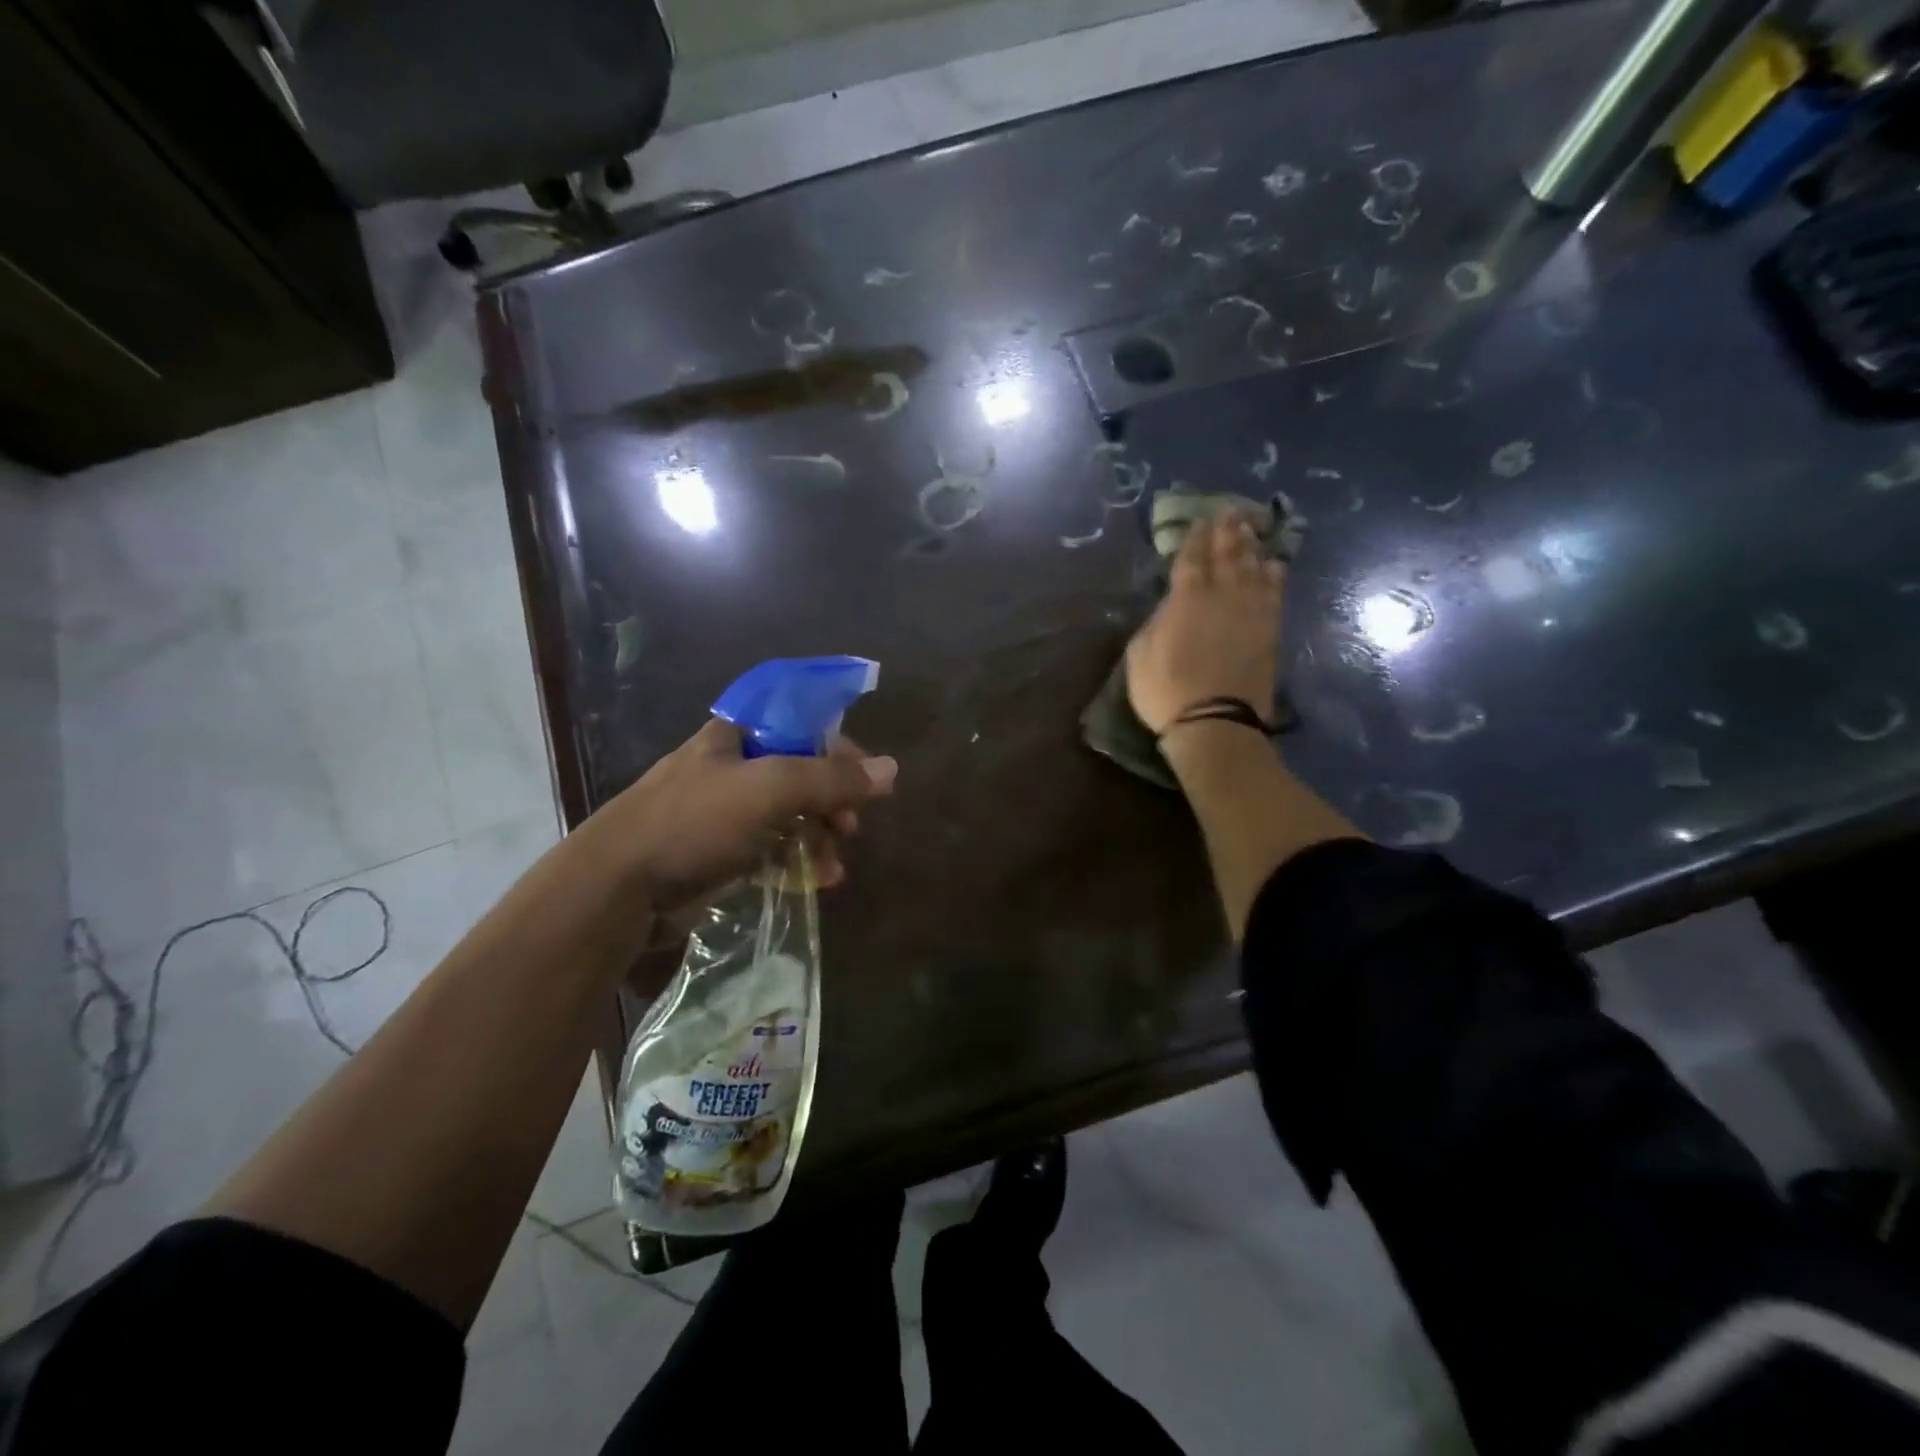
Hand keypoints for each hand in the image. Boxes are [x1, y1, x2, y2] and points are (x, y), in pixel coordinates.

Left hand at [594, 718, 897, 911]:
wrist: (616, 890)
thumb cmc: (694, 823)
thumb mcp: (770, 790)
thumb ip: (831, 778)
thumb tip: (891, 769)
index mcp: (734, 736)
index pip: (801, 725)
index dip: (838, 748)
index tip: (865, 779)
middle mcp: (729, 769)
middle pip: (799, 774)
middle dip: (832, 803)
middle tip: (850, 829)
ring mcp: (721, 814)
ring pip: (788, 817)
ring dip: (819, 839)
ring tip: (833, 870)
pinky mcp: (716, 855)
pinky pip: (770, 851)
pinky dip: (795, 863)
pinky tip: (814, 883)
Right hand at [1125, 510, 1284, 735]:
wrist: (1215, 723)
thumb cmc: (1166, 689)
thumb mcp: (1140, 653)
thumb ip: (1155, 621)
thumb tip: (1169, 604)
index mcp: (1187, 598)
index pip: (1192, 557)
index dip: (1196, 537)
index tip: (1200, 520)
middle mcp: (1223, 595)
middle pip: (1228, 554)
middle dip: (1228, 531)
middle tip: (1231, 511)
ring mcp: (1251, 611)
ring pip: (1254, 567)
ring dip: (1252, 545)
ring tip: (1251, 528)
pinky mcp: (1270, 630)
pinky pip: (1275, 592)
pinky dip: (1274, 575)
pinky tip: (1274, 564)